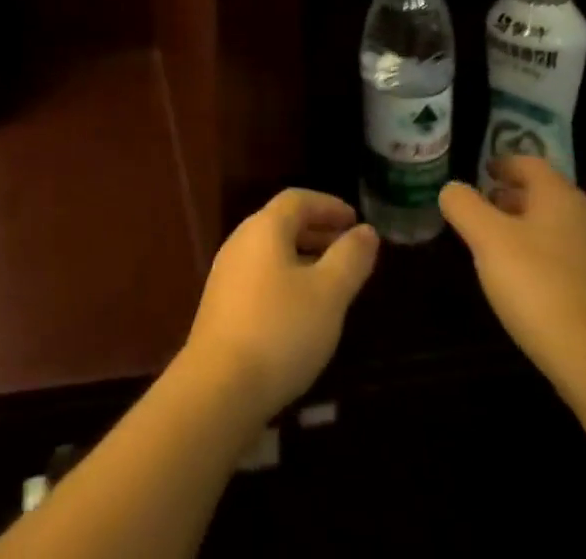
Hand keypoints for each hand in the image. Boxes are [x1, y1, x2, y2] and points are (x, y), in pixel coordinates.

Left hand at [180, 190, 378, 421]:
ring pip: (271, 251)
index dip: (328, 205)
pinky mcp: (222, 304)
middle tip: (349, 250)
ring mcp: (227, 272)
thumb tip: (366, 231)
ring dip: (303, 256)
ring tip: (332, 281)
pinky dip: (287, 278)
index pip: (298, 200)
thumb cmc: (281, 331)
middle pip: (282, 223)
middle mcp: (241, 240)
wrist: (219, 387)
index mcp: (264, 228)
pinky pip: (261, 275)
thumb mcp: (328, 294)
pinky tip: (302, 310)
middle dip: (318, 231)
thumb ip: (350, 259)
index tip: (355, 220)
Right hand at [439, 159, 585, 387]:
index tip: (483, 173)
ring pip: (563, 228)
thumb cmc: (537, 285)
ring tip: (504, 248)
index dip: (503, 164)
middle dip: (515, 198)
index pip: (530, 164)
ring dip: (533, 229)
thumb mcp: (485, 238)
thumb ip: (463, 204)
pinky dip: (551, 259)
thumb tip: (453, 189)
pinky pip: (576, 261)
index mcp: (562, 197)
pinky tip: (533, 283)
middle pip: (548, 196)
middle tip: (487, 210)